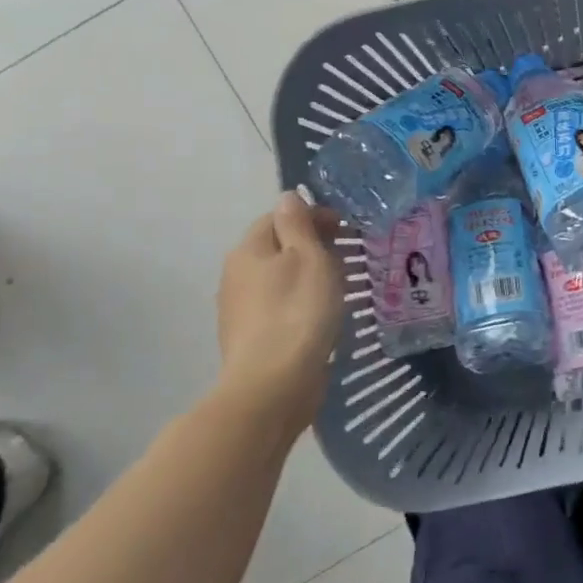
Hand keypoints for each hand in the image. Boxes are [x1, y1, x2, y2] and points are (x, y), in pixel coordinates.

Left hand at [214, 192, 344, 434]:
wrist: (273, 385)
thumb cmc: (298, 312)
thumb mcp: (309, 258)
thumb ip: (298, 224)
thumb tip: (287, 196)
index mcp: (248, 250)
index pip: (279, 217)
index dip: (312, 217)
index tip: (345, 229)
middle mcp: (236, 275)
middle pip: (276, 248)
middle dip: (310, 247)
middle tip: (346, 259)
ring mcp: (239, 310)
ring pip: (278, 280)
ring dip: (305, 277)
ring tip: (338, 288)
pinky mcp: (250, 339)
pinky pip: (278, 308)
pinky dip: (298, 304)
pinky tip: (318, 319)